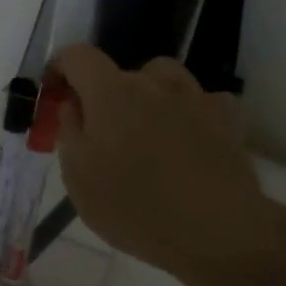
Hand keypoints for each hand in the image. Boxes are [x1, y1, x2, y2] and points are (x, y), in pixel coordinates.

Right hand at [49, 44, 282, 284]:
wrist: (216, 230)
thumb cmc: (133, 207)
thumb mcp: (78, 178)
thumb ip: (70, 131)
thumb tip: (73, 104)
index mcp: (110, 93)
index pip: (78, 56)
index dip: (61, 67)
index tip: (56, 94)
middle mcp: (153, 82)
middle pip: (121, 72)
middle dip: (106, 95)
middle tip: (104, 135)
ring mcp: (195, 96)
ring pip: (164, 80)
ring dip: (150, 97)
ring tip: (148, 135)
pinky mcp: (228, 117)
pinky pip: (199, 101)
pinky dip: (187, 114)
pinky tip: (187, 144)